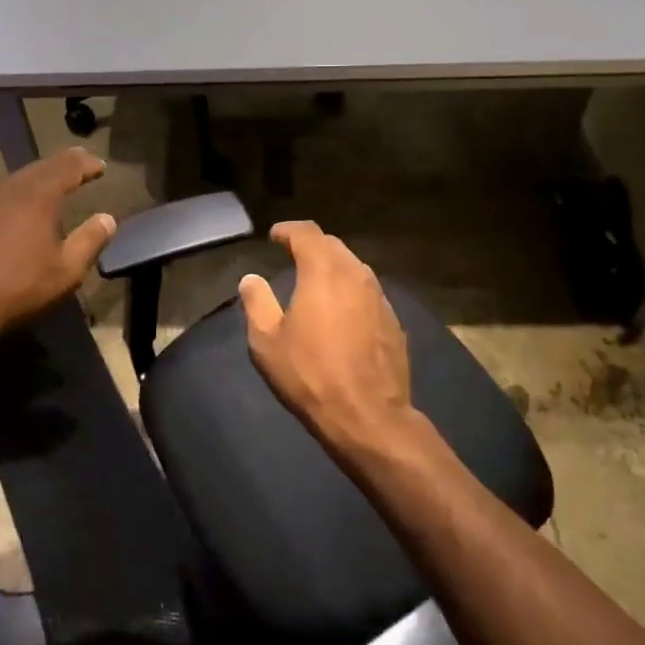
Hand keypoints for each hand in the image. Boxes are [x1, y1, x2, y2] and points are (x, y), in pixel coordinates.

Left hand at [0, 148, 116, 345]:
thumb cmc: (19, 287)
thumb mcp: (67, 270)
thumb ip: (90, 240)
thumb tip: (108, 219)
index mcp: (38, 194)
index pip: (68, 166)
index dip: (87, 163)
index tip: (101, 167)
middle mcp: (10, 188)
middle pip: (41, 166)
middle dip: (64, 164)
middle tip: (81, 165)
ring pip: (18, 178)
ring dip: (40, 177)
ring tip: (55, 183)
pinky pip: (1, 194)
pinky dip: (19, 193)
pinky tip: (21, 208)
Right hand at [238, 222, 415, 459]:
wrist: (368, 415)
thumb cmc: (310, 375)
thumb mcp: (267, 342)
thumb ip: (257, 303)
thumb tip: (251, 279)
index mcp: (323, 271)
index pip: (307, 232)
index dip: (288, 229)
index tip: (274, 235)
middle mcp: (355, 274)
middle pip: (333, 245)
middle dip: (311, 245)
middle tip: (292, 254)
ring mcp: (379, 296)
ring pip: (354, 266)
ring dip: (333, 266)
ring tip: (316, 280)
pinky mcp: (393, 320)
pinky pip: (367, 291)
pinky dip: (350, 290)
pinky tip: (341, 310)